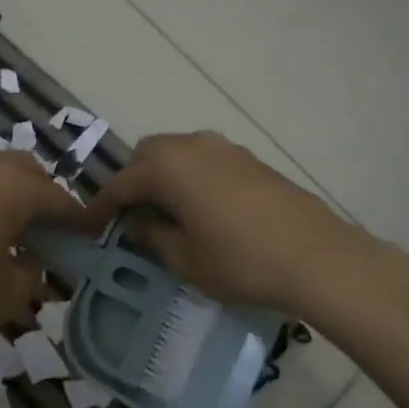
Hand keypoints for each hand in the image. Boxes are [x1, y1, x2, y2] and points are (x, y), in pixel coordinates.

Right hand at [79, 131, 366, 316]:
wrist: (318, 258)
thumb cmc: (242, 262)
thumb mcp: (186, 260)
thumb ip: (153, 237)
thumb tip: (137, 224)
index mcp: (169, 167)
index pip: (121, 182)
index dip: (102, 206)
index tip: (90, 226)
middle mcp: (194, 145)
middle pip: (148, 154)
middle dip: (134, 181)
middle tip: (132, 216)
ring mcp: (226, 148)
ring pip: (179, 152)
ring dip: (164, 176)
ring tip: (167, 213)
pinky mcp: (251, 159)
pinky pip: (206, 159)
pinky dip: (192, 176)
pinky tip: (203, 208)